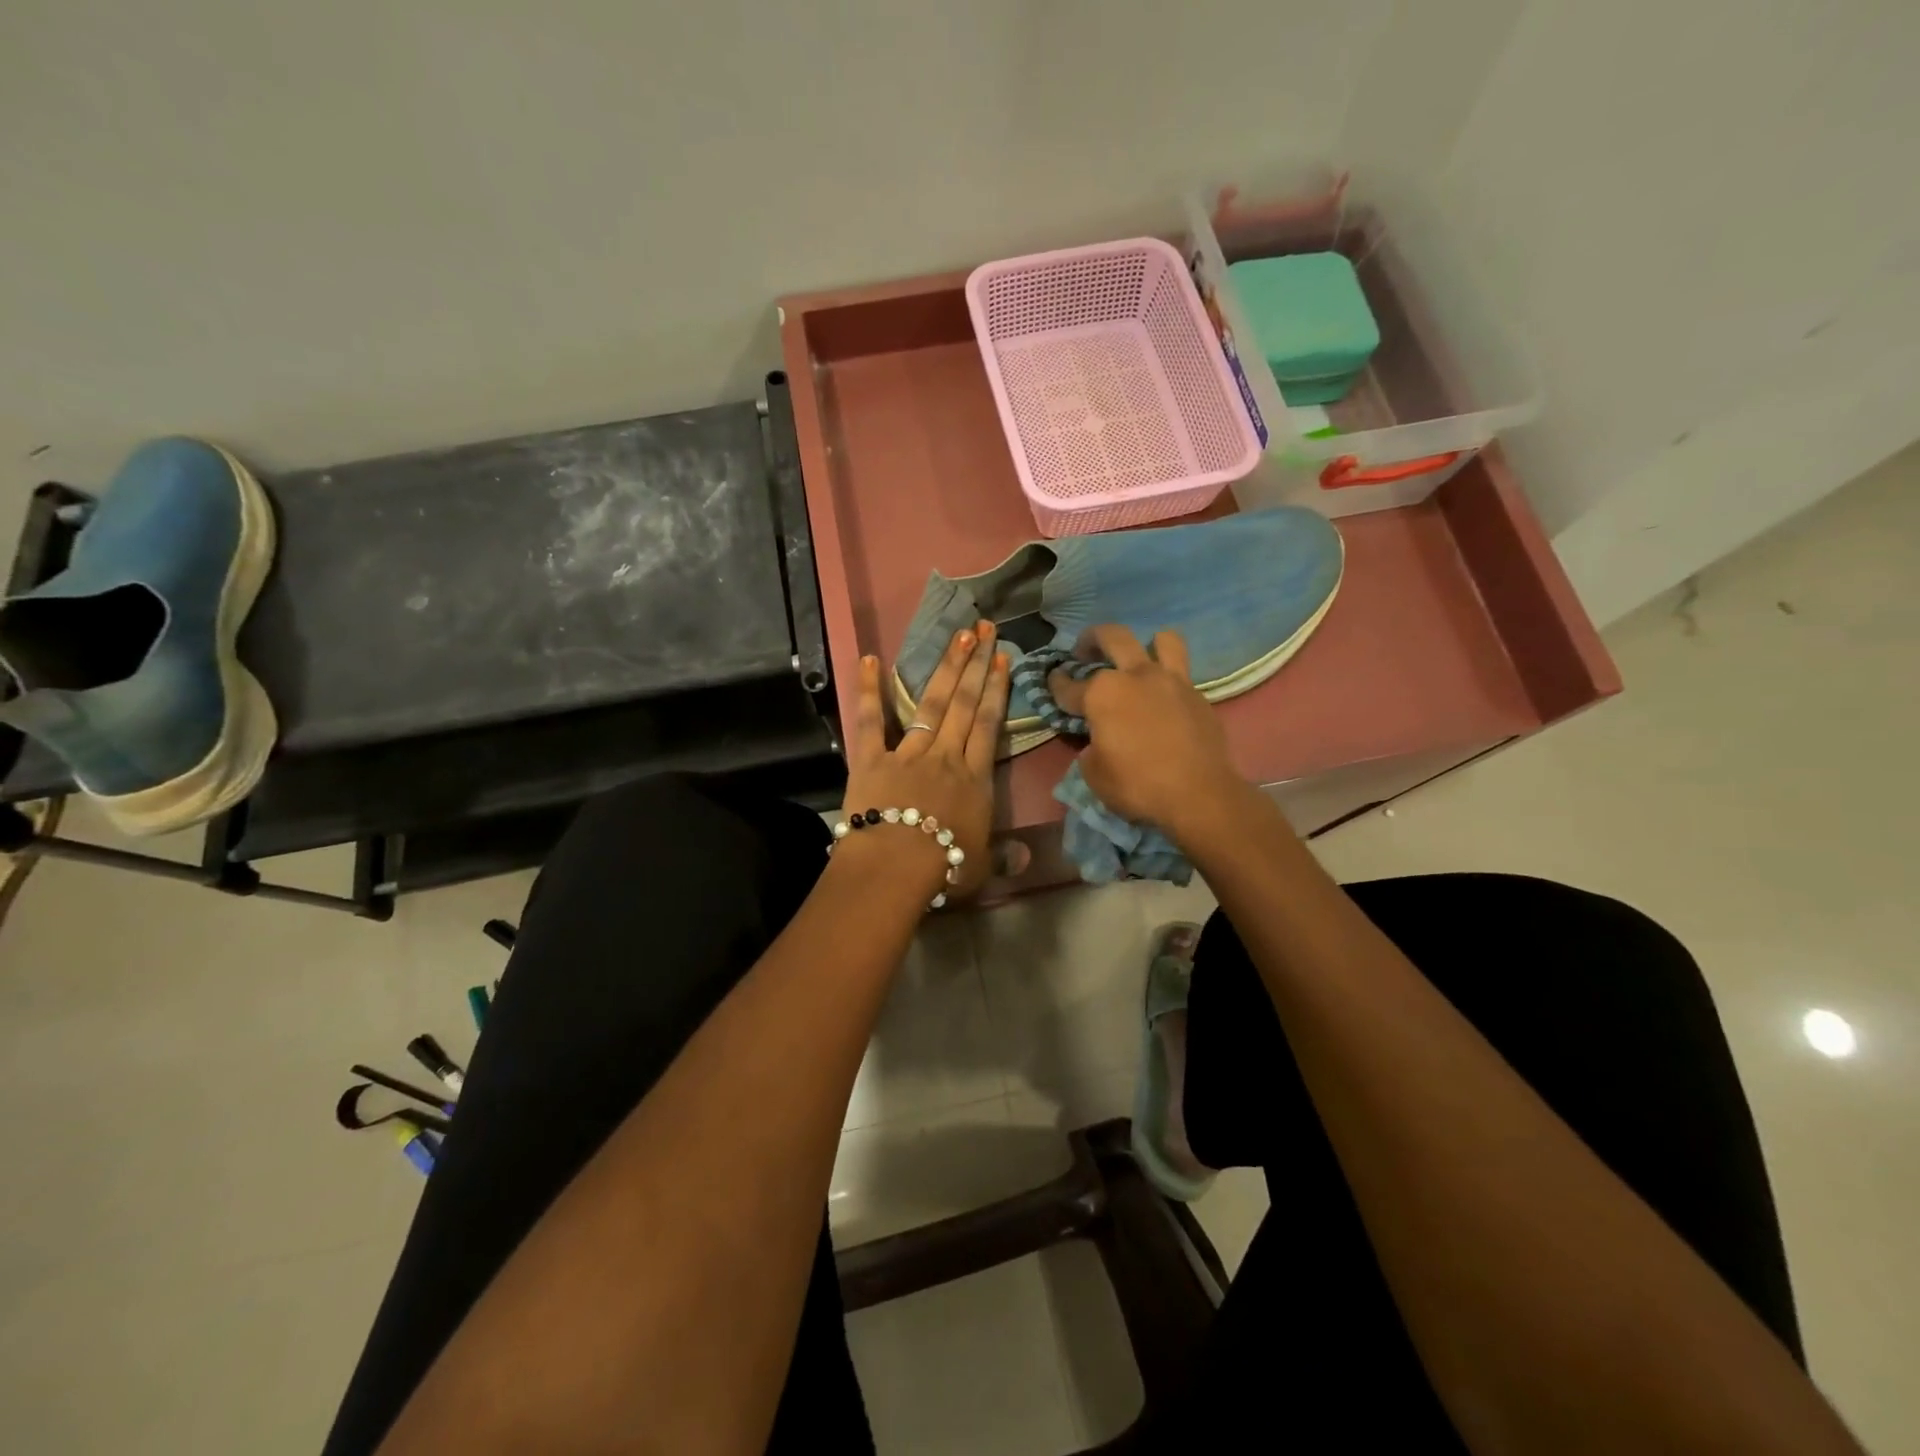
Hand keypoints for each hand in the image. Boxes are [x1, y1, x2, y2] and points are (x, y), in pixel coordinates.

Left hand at [837, 620, 1008, 898]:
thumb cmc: (944, 868)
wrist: (897, 866)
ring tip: (957, 636)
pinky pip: (870, 720)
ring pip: (930, 703)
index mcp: (974, 779)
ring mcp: (908, 753)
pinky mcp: (872, 758)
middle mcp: (945, 756)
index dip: (996, 690)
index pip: (988, 725)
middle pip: (963, 704)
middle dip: (976, 665)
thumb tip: (1029, 858)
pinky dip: (868, 690)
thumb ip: (1004, 857)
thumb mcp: (981, 866)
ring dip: (945, 668)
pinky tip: (868, 659)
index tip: (1003, 659)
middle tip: (984, 628)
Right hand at [1069, 624, 1245, 842]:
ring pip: (1162, 640)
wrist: (1199, 795)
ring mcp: (1171, 681)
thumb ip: (1091, 748)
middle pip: (1111, 637)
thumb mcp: (1094, 774)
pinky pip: (1181, 673)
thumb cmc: (1137, 786)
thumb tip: (1098, 741)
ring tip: (1139, 659)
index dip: (1056, 685)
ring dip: (1146, 644)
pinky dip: (1169, 679)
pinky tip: (1162, 698)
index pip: (1068, 686)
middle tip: (1084, 651)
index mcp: (1102, 694)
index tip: (1052, 682)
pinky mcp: (1198, 695)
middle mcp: (1135, 676)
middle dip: (1091, 640)